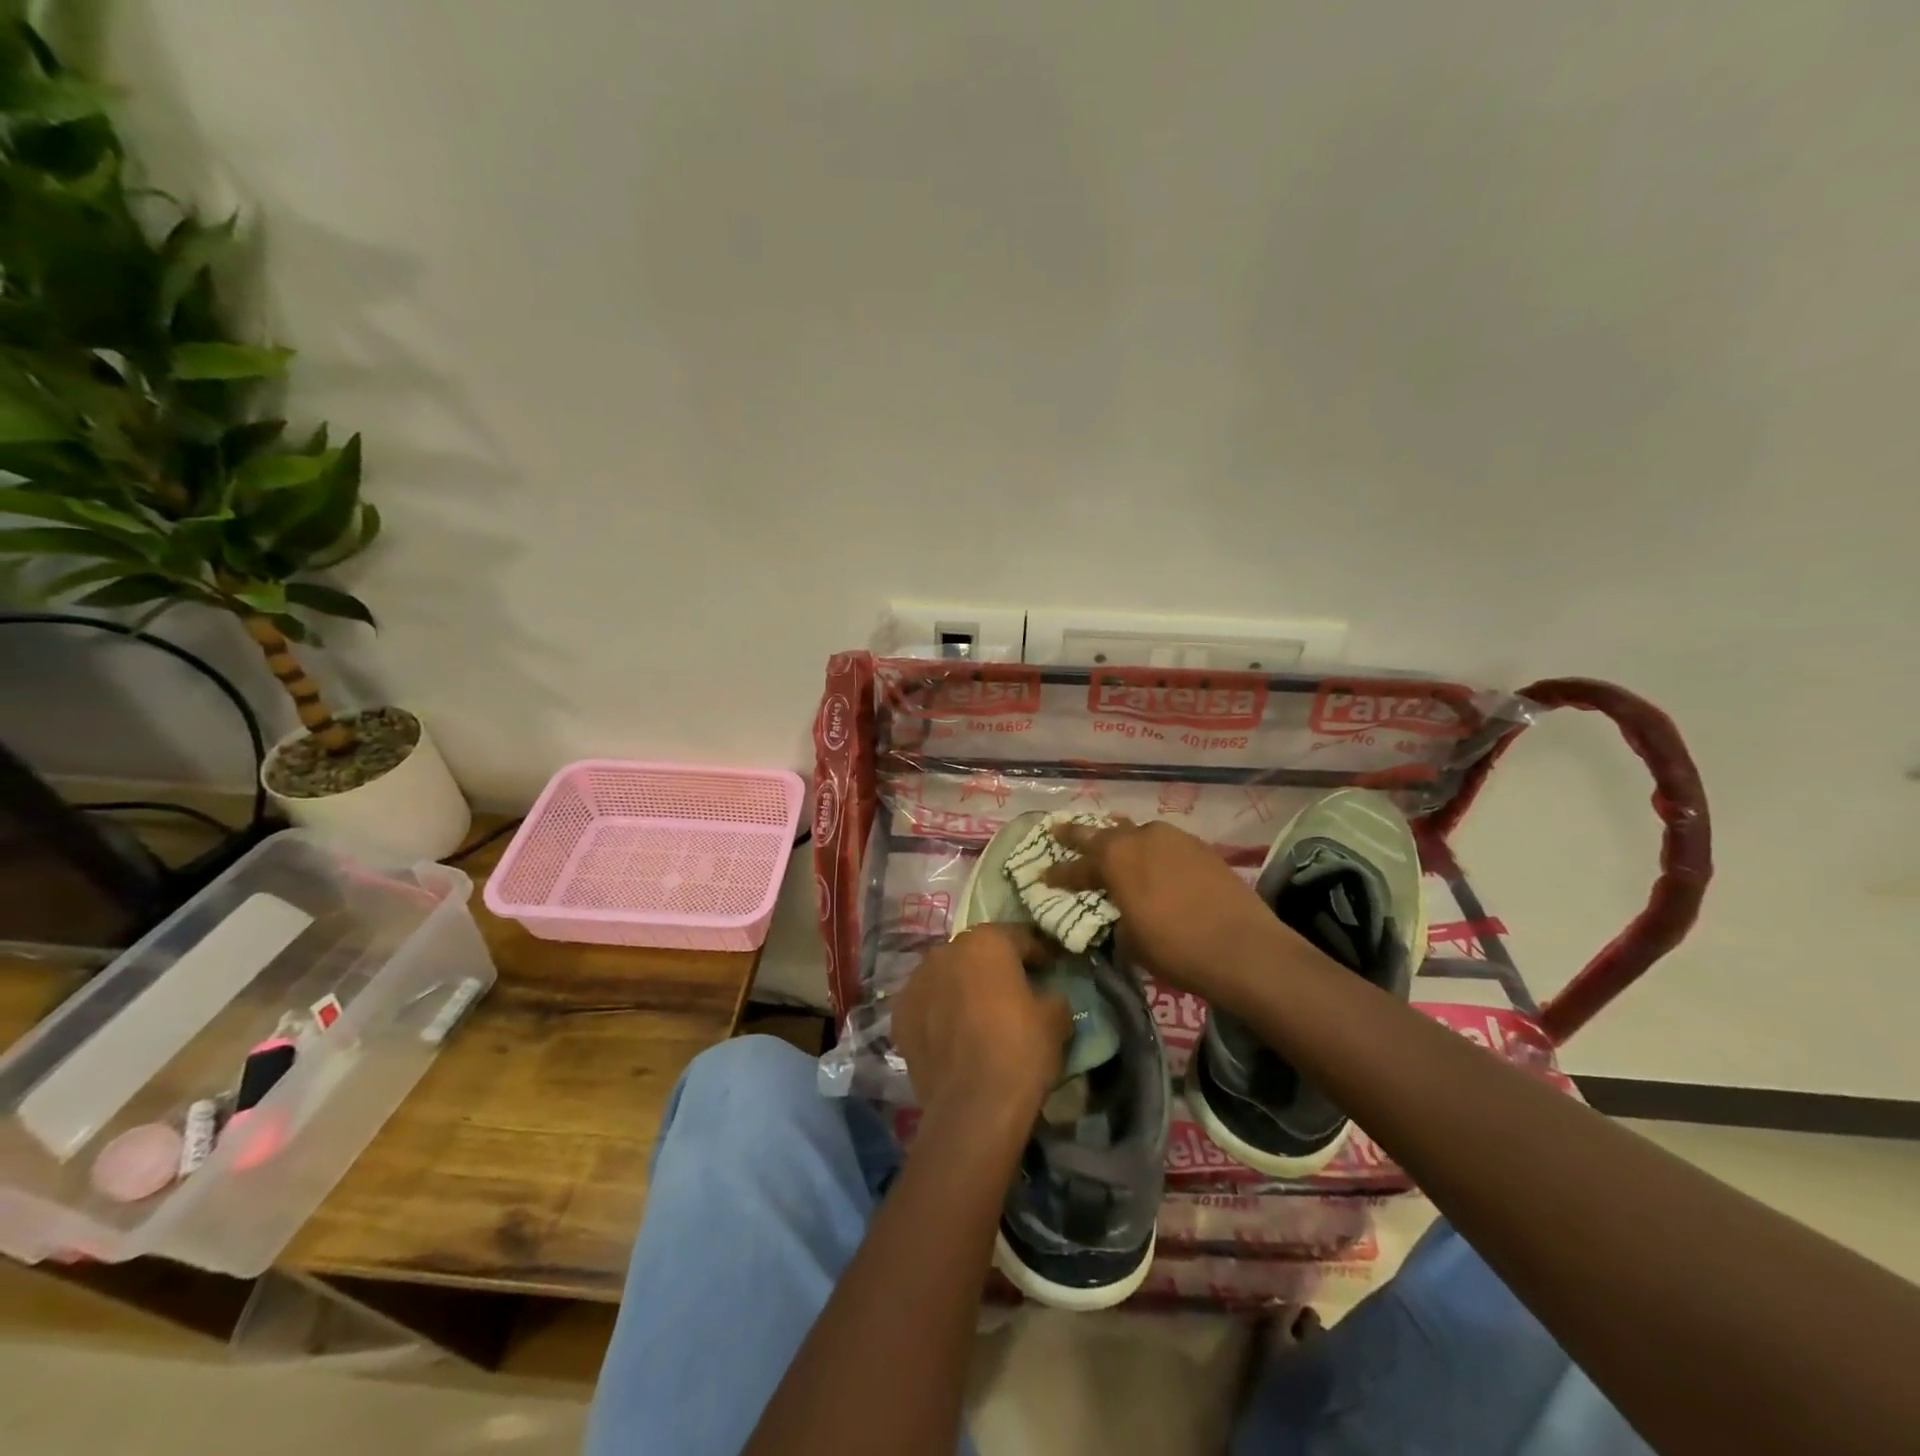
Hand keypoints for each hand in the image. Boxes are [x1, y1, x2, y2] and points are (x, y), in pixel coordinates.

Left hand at [893, 924, 1071, 1123]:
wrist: (972, 1109)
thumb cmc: (1020, 1052)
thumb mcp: (1056, 1019)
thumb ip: (1051, 995)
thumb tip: (1045, 996)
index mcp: (986, 941)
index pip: (1019, 937)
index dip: (1037, 954)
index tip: (1049, 968)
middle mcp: (945, 951)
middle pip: (977, 953)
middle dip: (994, 968)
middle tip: (1013, 992)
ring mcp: (916, 982)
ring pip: (947, 976)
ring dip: (962, 988)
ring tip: (979, 1015)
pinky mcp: (899, 1014)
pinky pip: (927, 1004)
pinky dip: (939, 1012)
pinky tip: (953, 1035)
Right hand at [1045, 818, 1284, 1005]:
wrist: (1243, 948)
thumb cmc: (1175, 949)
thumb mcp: (1131, 941)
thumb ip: (1119, 918)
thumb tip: (1122, 913)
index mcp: (1114, 860)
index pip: (1076, 867)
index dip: (1058, 874)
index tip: (1042, 875)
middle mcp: (1140, 838)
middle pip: (1101, 833)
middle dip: (1078, 835)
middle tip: (1059, 830)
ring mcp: (1174, 838)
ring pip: (1137, 832)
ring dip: (1122, 839)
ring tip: (1113, 843)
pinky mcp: (1201, 847)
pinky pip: (1165, 843)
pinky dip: (1153, 851)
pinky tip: (1156, 863)